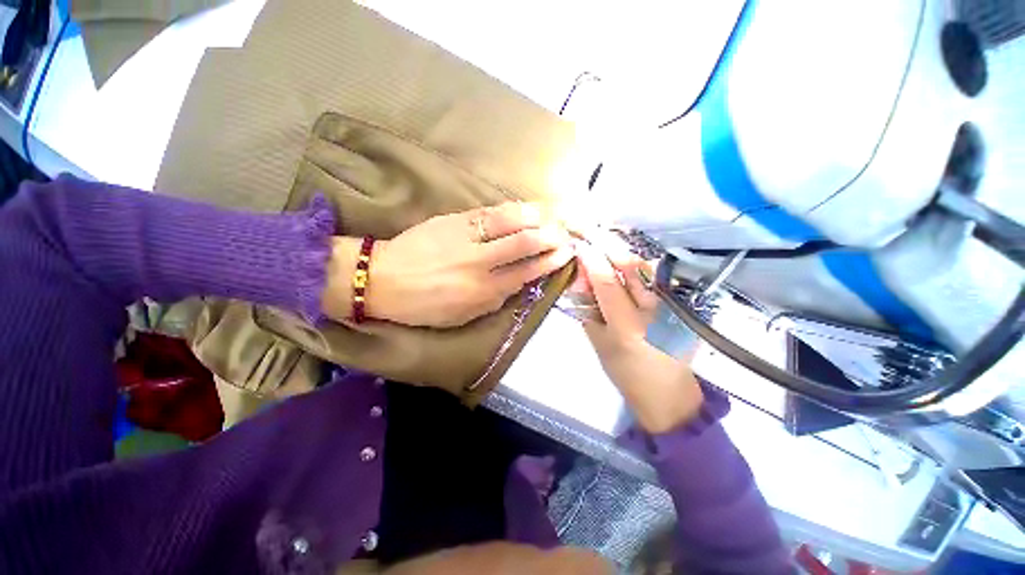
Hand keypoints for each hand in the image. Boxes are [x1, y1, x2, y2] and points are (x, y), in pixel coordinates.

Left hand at [323, 203, 572, 327]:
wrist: (383, 279)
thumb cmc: (424, 305)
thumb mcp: (463, 315)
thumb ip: (495, 299)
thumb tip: (519, 282)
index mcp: (483, 291)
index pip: (527, 272)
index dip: (551, 261)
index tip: (568, 254)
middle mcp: (480, 262)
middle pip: (525, 243)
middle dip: (552, 237)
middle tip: (567, 233)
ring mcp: (467, 236)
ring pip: (511, 222)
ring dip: (539, 217)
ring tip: (555, 216)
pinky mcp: (455, 219)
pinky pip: (491, 211)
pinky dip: (514, 209)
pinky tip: (528, 207)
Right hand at [573, 238, 702, 433]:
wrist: (667, 392)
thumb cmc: (624, 372)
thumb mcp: (597, 341)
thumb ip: (587, 307)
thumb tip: (581, 275)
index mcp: (628, 327)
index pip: (607, 282)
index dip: (592, 259)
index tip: (579, 243)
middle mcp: (655, 312)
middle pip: (632, 267)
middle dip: (609, 243)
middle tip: (591, 228)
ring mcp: (674, 307)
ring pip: (647, 267)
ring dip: (624, 249)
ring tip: (604, 236)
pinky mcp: (684, 306)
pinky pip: (657, 277)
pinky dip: (638, 263)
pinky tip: (624, 256)